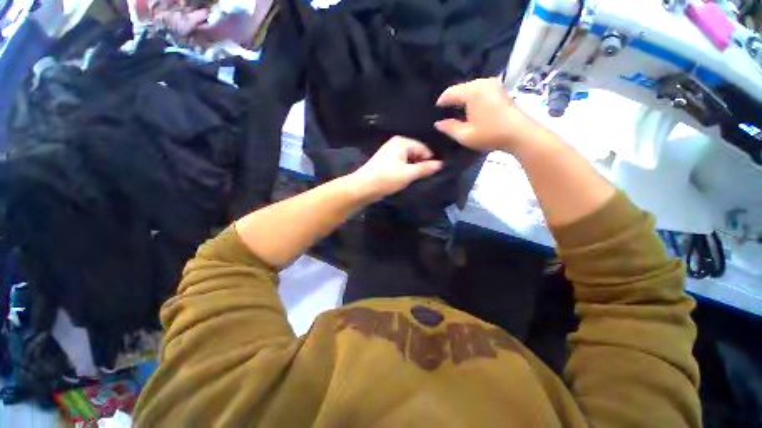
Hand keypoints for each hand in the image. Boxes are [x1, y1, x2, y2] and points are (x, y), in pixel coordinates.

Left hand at [349, 137, 443, 201]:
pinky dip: (406, 172)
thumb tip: (441, 164)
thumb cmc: (385, 178)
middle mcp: (395, 145)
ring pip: (409, 161)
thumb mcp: (407, 174)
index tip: (436, 173)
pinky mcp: (386, 164)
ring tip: (419, 180)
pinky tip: (409, 180)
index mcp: (401, 142)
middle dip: (422, 165)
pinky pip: (402, 165)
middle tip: (428, 178)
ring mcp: (390, 154)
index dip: (430, 160)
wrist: (362, 188)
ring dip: (414, 170)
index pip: (423, 148)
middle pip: (416, 153)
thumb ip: (424, 168)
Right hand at [434, 78, 539, 153]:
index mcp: (473, 91)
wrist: (520, 134)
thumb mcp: (465, 135)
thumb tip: (438, 123)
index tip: (435, 112)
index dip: (440, 102)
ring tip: (455, 113)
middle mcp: (482, 82)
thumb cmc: (491, 135)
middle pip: (460, 89)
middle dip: (451, 101)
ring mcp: (493, 84)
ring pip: (470, 89)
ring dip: (462, 100)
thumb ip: (449, 128)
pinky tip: (469, 110)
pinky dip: (471, 99)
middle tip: (444, 114)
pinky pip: (479, 91)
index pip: (450, 92)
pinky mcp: (499, 90)